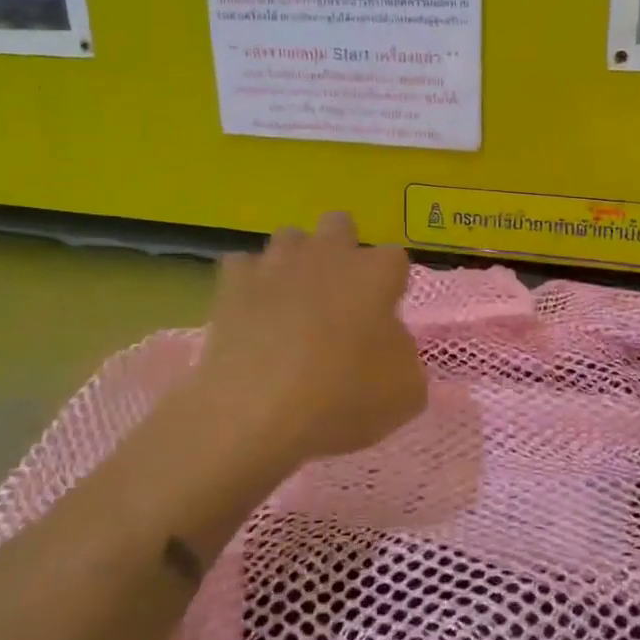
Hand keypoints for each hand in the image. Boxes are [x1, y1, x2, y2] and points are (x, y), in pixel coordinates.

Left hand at [191, 211, 427, 467]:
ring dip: (296, 261)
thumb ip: (402, 351)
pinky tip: (253, 312)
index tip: (385, 314)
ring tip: (294, 302)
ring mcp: (276, 265)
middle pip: (339, 224)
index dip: (391, 283)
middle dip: (342, 249)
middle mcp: (327, 256)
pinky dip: (249, 283)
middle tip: (341, 297)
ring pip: (289, 238)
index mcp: (376, 274)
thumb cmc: (346, 400)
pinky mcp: (233, 285)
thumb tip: (385, 338)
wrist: (260, 415)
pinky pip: (242, 265)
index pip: (395, 258)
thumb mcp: (406, 390)